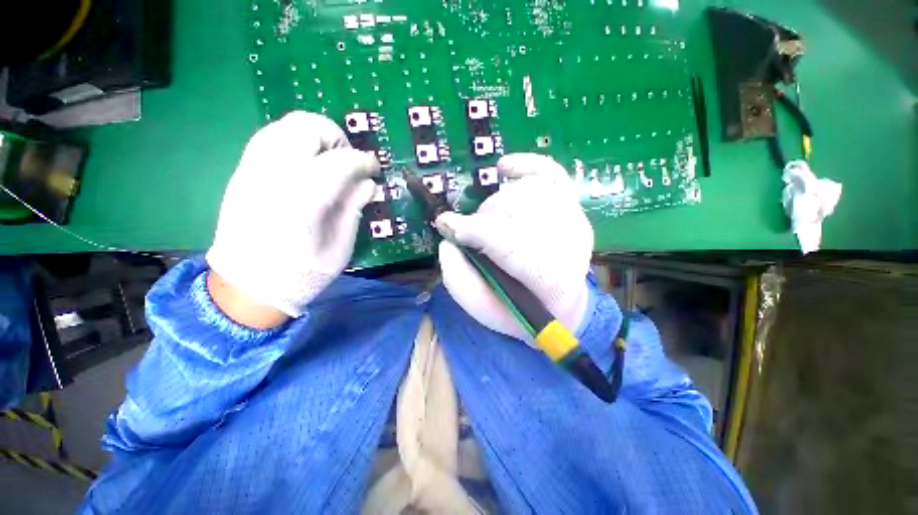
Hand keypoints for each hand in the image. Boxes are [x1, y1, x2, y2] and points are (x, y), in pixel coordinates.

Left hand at [206, 111, 379, 322]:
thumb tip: (369, 184)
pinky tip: (305, 164)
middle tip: (347, 160)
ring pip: (285, 126)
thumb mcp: (340, 246)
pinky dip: (293, 141)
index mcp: (304, 201)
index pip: (340, 162)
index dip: (363, 161)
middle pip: (306, 127)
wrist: (248, 286)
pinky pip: (269, 138)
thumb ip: (354, 208)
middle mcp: (274, 176)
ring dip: (313, 136)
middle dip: (335, 137)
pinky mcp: (242, 173)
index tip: (374, 169)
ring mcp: (252, 170)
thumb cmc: (303, 273)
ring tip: (327, 160)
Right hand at [436, 153, 593, 340]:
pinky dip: (525, 165)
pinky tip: (504, 168)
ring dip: (495, 206)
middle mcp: (570, 245)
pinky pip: (550, 172)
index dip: (475, 231)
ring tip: (487, 223)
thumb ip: (461, 282)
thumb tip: (448, 242)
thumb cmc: (520, 310)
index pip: (513, 245)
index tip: (446, 225)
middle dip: (483, 221)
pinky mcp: (572, 205)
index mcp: (551, 282)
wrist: (560, 304)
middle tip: (468, 233)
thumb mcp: (485, 310)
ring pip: (525, 194)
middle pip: (517, 214)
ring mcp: (574, 220)